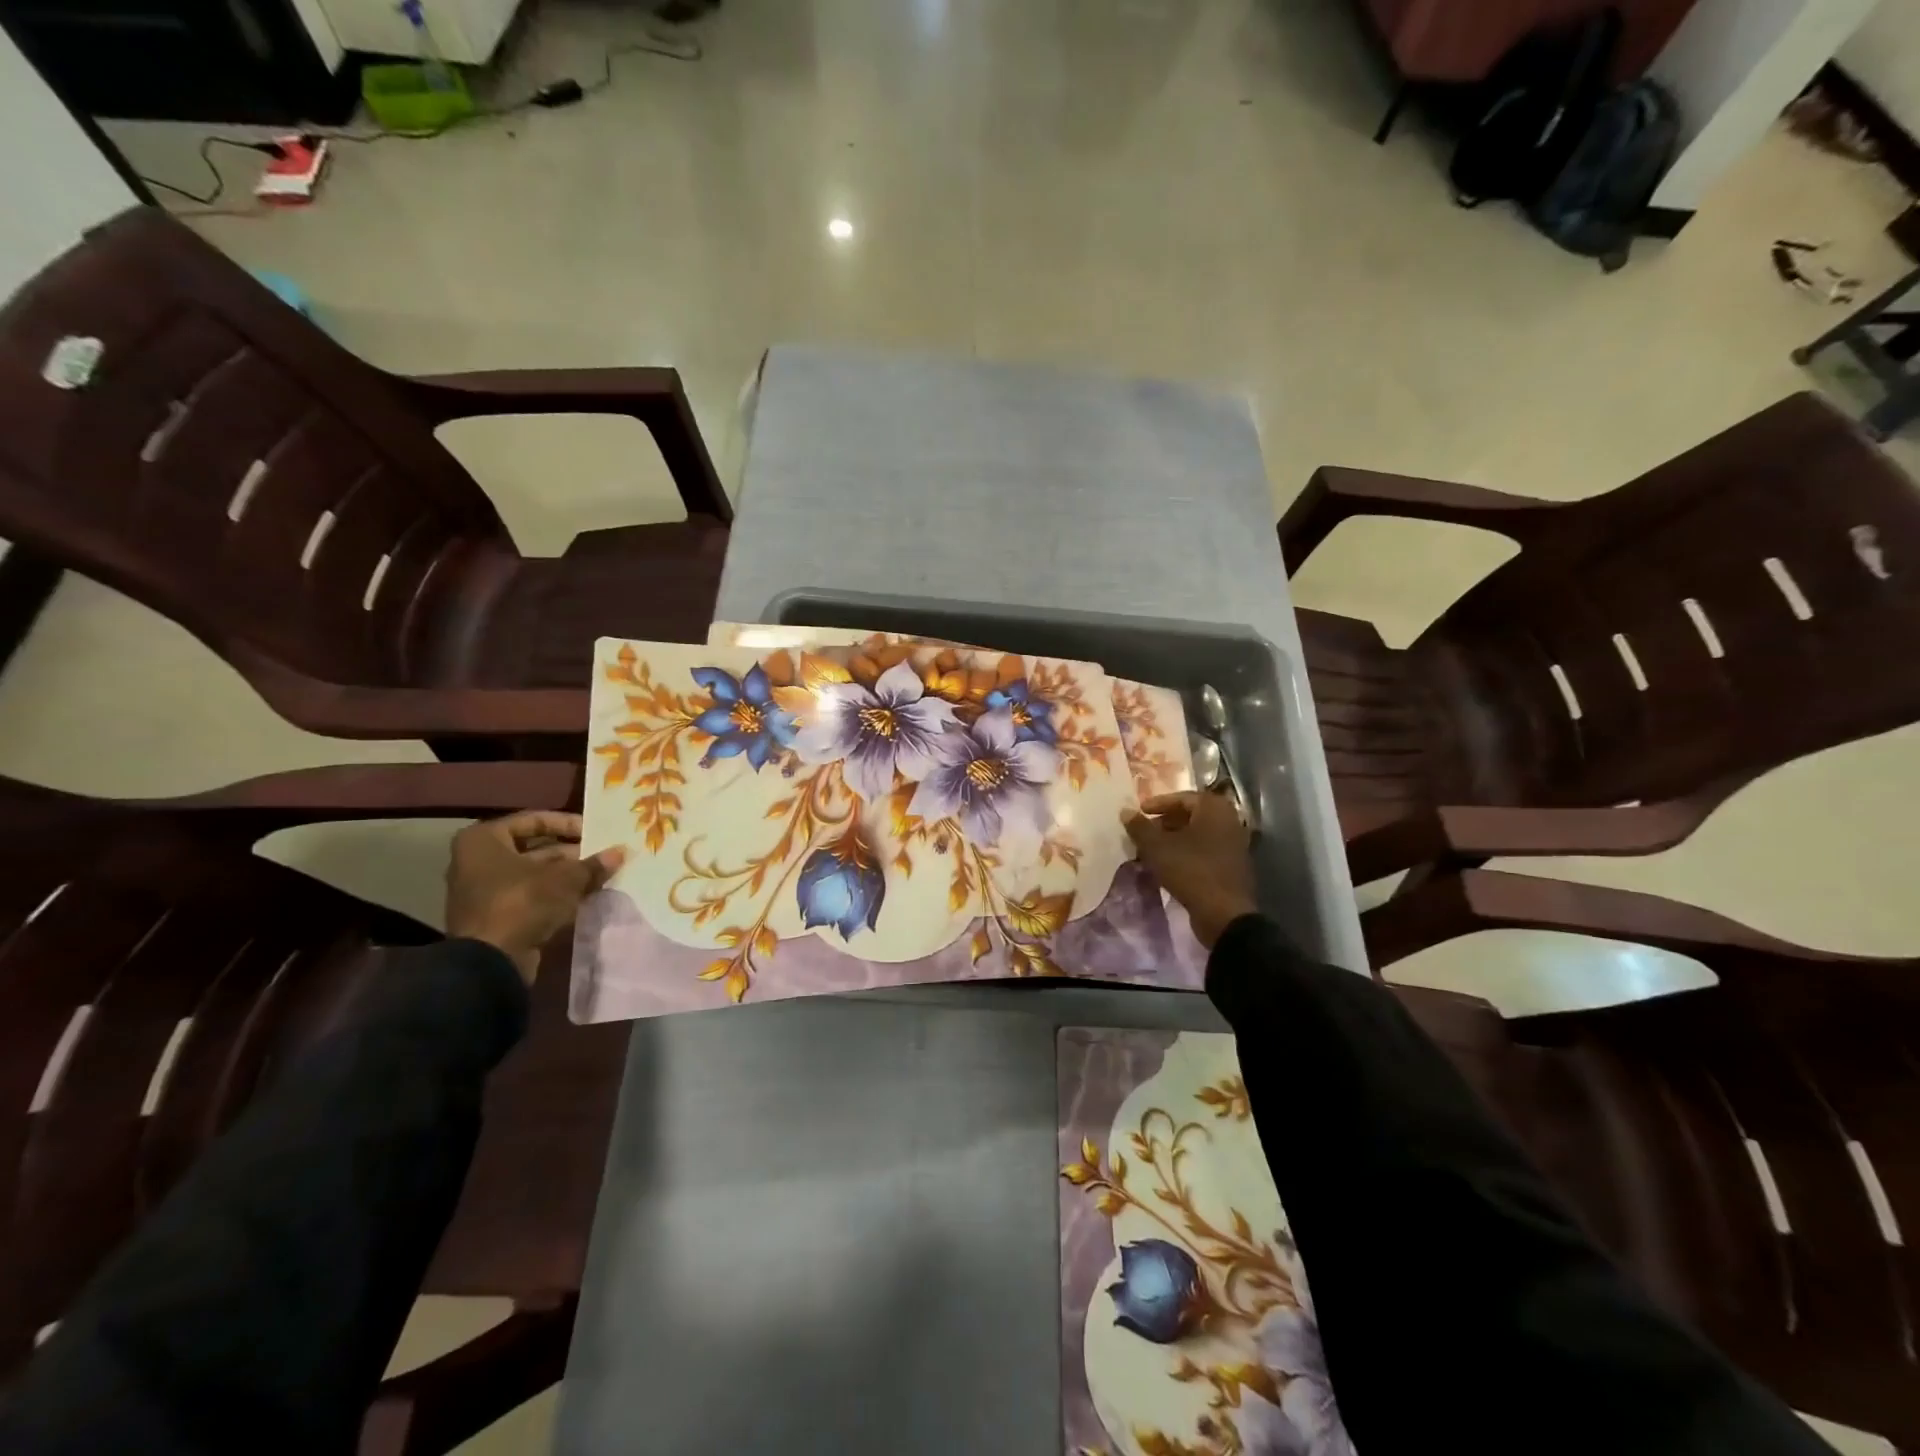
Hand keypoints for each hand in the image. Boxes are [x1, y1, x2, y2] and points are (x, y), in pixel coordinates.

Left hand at [445, 811, 624, 982]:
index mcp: (484, 840)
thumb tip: (620, 852)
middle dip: (570, 852)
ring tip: (599, 875)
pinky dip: (554, 894)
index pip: (533, 820)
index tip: (594, 832)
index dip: (567, 824)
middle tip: (601, 854)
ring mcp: (484, 890)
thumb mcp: (566, 879)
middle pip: (533, 848)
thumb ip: (593, 864)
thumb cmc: (522, 903)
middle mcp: (477, 860)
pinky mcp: (494, 915)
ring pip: (533, 874)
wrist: (490, 962)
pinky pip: (529, 895)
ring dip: (565, 875)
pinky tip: (584, 896)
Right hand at [1124, 791, 1257, 948]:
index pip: (1181, 798)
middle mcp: (1229, 820)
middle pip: (1190, 815)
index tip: (1139, 813)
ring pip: (1197, 834)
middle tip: (1143, 832)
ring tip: (1151, 850)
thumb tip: (1125, 811)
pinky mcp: (1232, 865)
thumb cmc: (1190, 870)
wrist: (1224, 914)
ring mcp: (1234, 844)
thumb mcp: (1157, 847)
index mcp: (1214, 808)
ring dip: (1173, 839)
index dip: (1157, 804)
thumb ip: (1139, 827)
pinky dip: (1186, 853)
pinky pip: (1205, 850)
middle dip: (1164, 823)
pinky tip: (1168, 865)